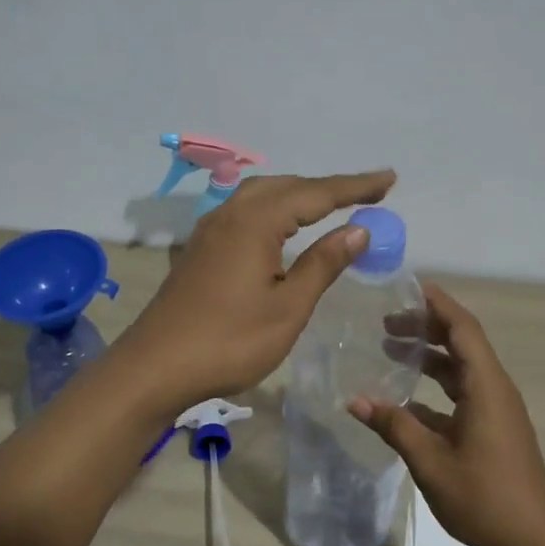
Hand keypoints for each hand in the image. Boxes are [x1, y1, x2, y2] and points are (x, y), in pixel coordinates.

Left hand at [117, 170, 395, 410]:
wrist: (155, 367)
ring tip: (331, 203)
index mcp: (256, 222)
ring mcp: (211, 229)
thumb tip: (358, 228)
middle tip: (368, 192)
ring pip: (262, 195)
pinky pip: (245, 210)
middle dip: (329, 187)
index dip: (355, 187)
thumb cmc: (229, 341)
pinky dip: (274, 208)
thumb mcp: (288, 306)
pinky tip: (282, 226)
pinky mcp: (201, 248)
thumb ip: (323, 263)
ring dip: (299, 194)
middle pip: (287, 186)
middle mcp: (231, 214)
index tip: (389, 178)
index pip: (316, 194)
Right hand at [351, 284, 544, 545]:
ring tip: (393, 350)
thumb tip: (355, 400)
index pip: (463, 328)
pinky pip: (464, 393)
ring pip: (462, 369)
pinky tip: (407, 401)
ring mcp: (498, 411)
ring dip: (431, 357)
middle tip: (388, 322)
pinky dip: (437, 387)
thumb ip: (394, 426)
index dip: (437, 304)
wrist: (535, 543)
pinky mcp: (496, 430)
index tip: (409, 287)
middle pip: (462, 343)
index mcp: (486, 386)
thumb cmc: (484, 497)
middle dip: (427, 327)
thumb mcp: (431, 461)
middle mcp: (495, 389)